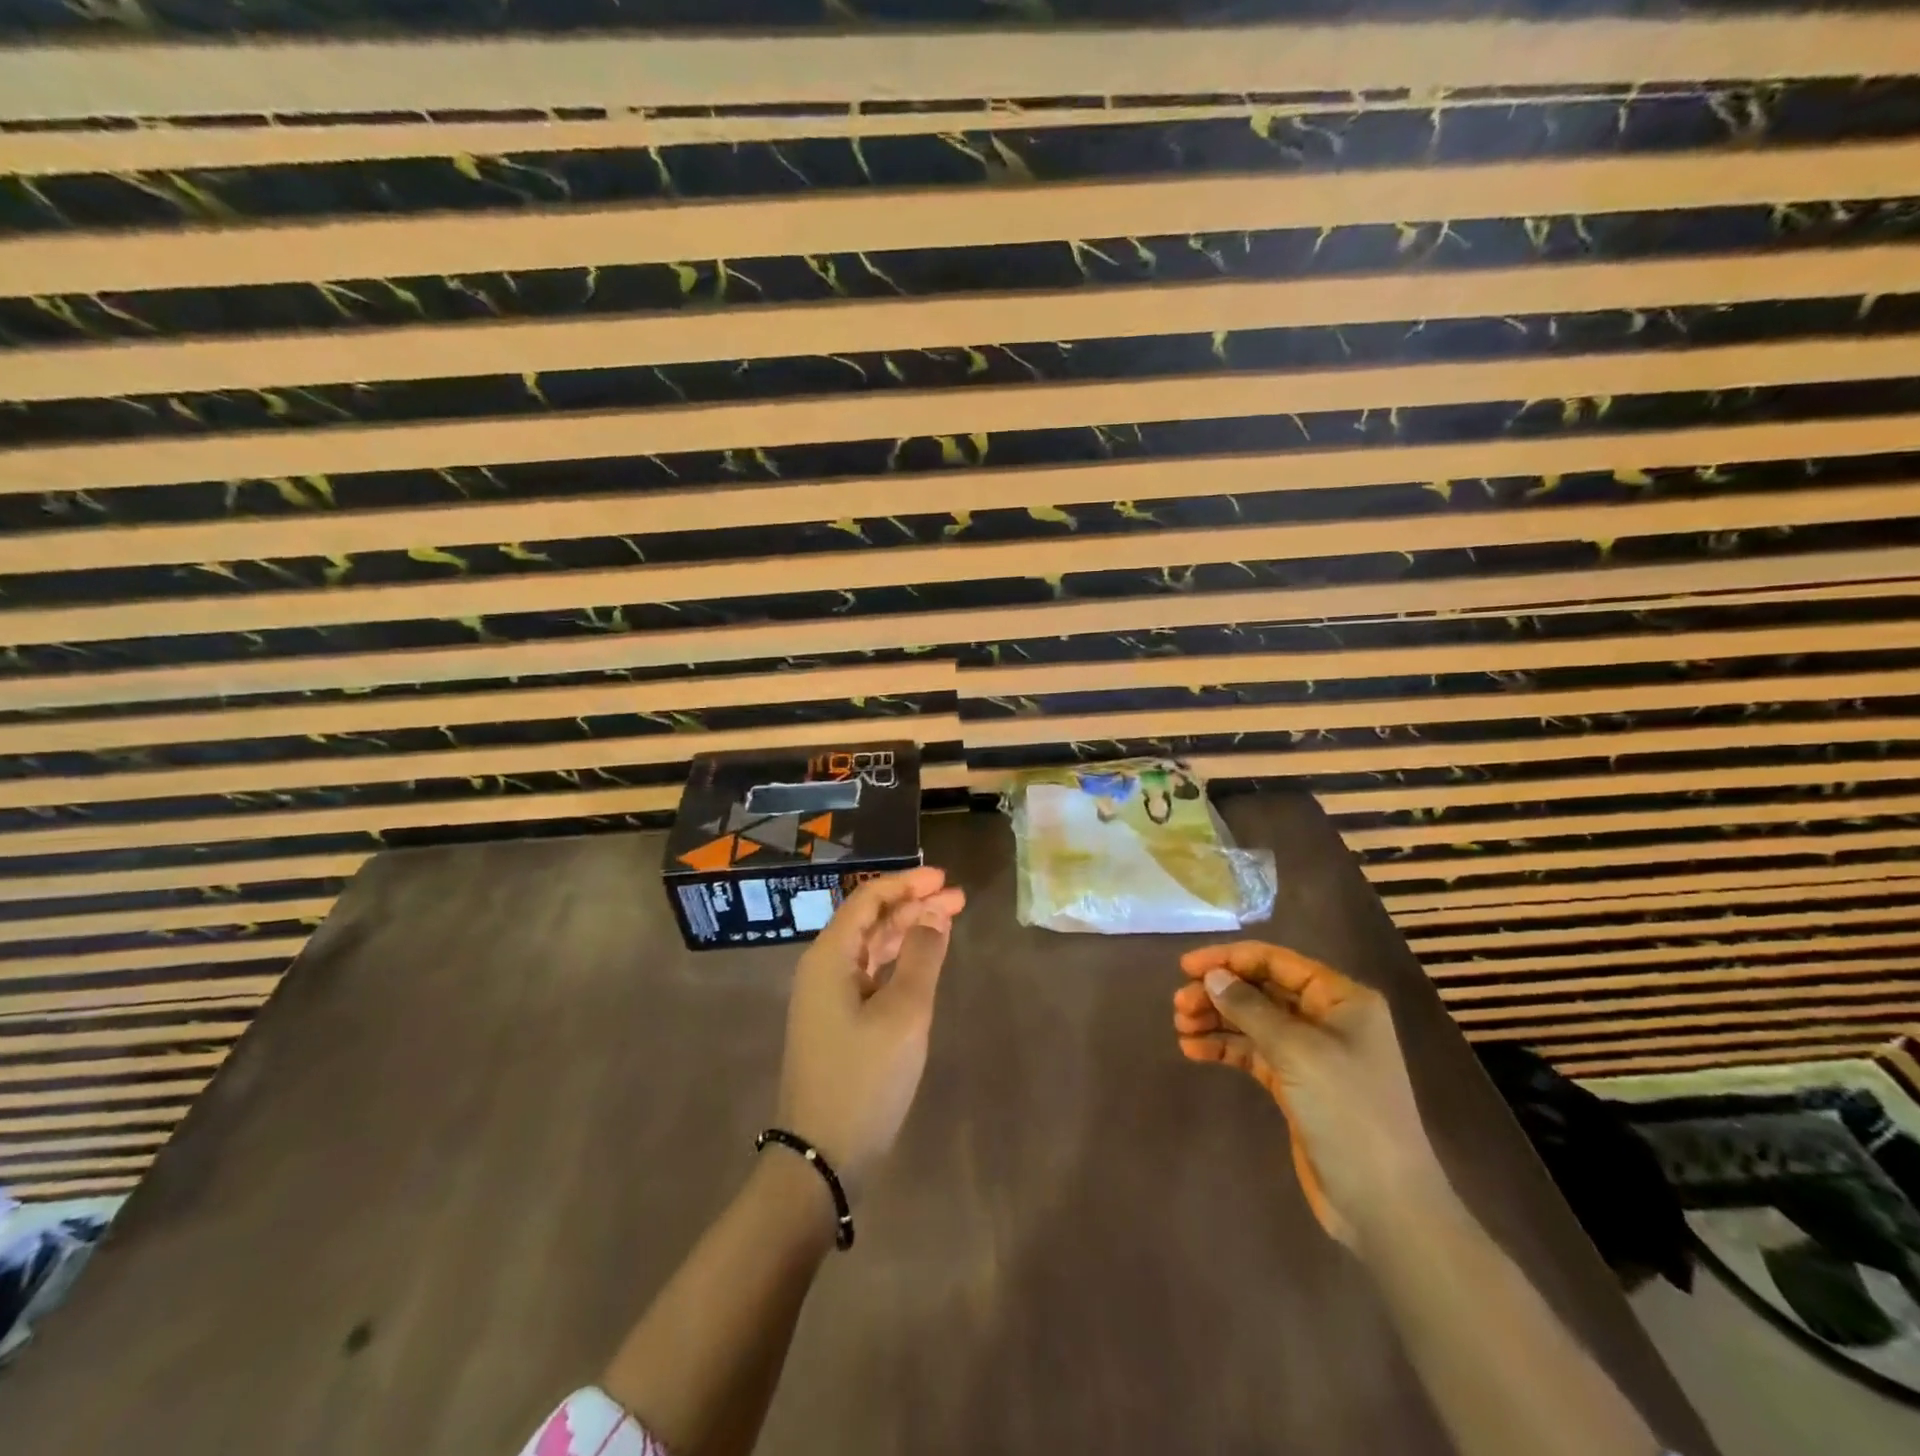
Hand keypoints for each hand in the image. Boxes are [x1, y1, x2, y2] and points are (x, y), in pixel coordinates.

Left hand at [777, 867, 965, 1196]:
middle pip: (870, 921)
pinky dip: (898, 961)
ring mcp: (827, 998)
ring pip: (871, 948)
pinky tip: (923, 961)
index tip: (945, 878)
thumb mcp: (903, 1014)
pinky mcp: (837, 1023)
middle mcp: (823, 969)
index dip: (907, 883)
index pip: (868, 900)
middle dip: (914, 905)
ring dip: (908, 931)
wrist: (821, 1157)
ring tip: (949, 920)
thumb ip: (922, 957)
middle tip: (958, 898)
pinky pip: (869, 974)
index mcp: (829, 957)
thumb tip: (934, 914)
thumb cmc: (864, 1078)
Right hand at [1172, 941, 1443, 1246]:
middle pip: (1261, 990)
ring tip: (1181, 1028)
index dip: (1230, 959)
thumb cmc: (1348, 1111)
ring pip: (1253, 1021)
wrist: (1383, 1203)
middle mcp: (1327, 1019)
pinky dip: (1224, 1047)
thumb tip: (1212, 976)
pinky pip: (1253, 1052)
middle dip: (1219, 993)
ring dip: (1216, 1019)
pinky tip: (1193, 1050)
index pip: (1277, 962)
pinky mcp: (1296, 1084)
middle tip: (1179, 1006)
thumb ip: (1250, 1008)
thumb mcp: (1297, 1051)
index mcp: (1341, 999)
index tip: (1187, 967)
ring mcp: (1311, 1054)